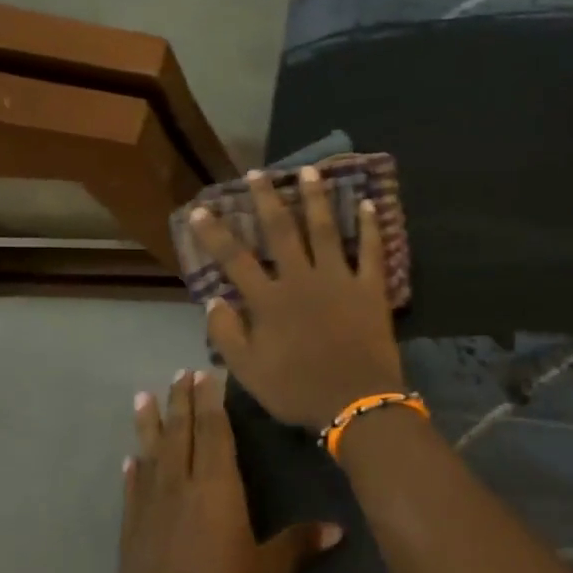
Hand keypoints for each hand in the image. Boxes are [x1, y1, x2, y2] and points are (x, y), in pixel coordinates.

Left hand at [115, 369, 339, 572]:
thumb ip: (299, 543)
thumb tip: (336, 528)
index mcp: (217, 491)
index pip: (215, 433)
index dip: (211, 402)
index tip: (205, 373)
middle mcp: (179, 492)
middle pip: (180, 436)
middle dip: (181, 403)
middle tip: (177, 374)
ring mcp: (149, 517)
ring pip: (150, 458)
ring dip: (149, 427)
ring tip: (142, 398)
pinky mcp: (130, 543)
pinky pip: (132, 495)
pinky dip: (133, 474)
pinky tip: (130, 462)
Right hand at [190, 168, 405, 431]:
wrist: (355, 402)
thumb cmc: (298, 391)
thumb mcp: (249, 373)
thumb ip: (227, 334)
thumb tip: (213, 299)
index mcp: (269, 301)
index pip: (235, 259)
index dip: (215, 233)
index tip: (201, 209)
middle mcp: (301, 280)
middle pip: (281, 231)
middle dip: (266, 199)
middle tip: (257, 173)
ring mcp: (338, 279)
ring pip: (325, 229)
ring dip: (316, 198)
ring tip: (309, 170)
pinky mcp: (370, 287)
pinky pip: (371, 250)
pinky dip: (370, 226)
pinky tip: (367, 202)